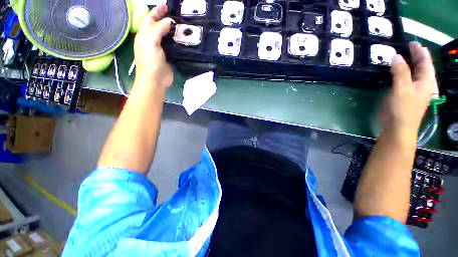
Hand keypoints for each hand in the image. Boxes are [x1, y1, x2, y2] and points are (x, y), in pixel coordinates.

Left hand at [134, 5, 172, 88]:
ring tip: (179, 25)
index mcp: (144, 36)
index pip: (149, 19)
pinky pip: (171, 46)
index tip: (166, 5)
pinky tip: (180, 39)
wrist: (155, 80)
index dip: (156, 11)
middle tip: (173, 14)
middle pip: (156, 26)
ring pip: (164, 36)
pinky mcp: (167, 57)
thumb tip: (168, 21)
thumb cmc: (150, 61)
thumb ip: (158, 30)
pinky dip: (175, 41)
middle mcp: (150, 41)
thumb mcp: (150, 42)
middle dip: (163, 18)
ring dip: (170, 30)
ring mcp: (159, 49)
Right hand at [380, 42, 438, 137]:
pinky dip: (402, 73)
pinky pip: (406, 80)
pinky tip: (397, 71)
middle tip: (407, 47)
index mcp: (427, 81)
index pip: (425, 62)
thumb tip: (395, 55)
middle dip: (415, 56)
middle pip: (421, 66)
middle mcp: (423, 84)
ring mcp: (415, 90)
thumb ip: (400, 71)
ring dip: (409, 64)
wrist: (398, 127)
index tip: (412, 42)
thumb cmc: (403, 108)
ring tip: (401, 57)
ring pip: (414, 73)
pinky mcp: (406, 95)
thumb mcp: (402, 88)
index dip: (419, 51)